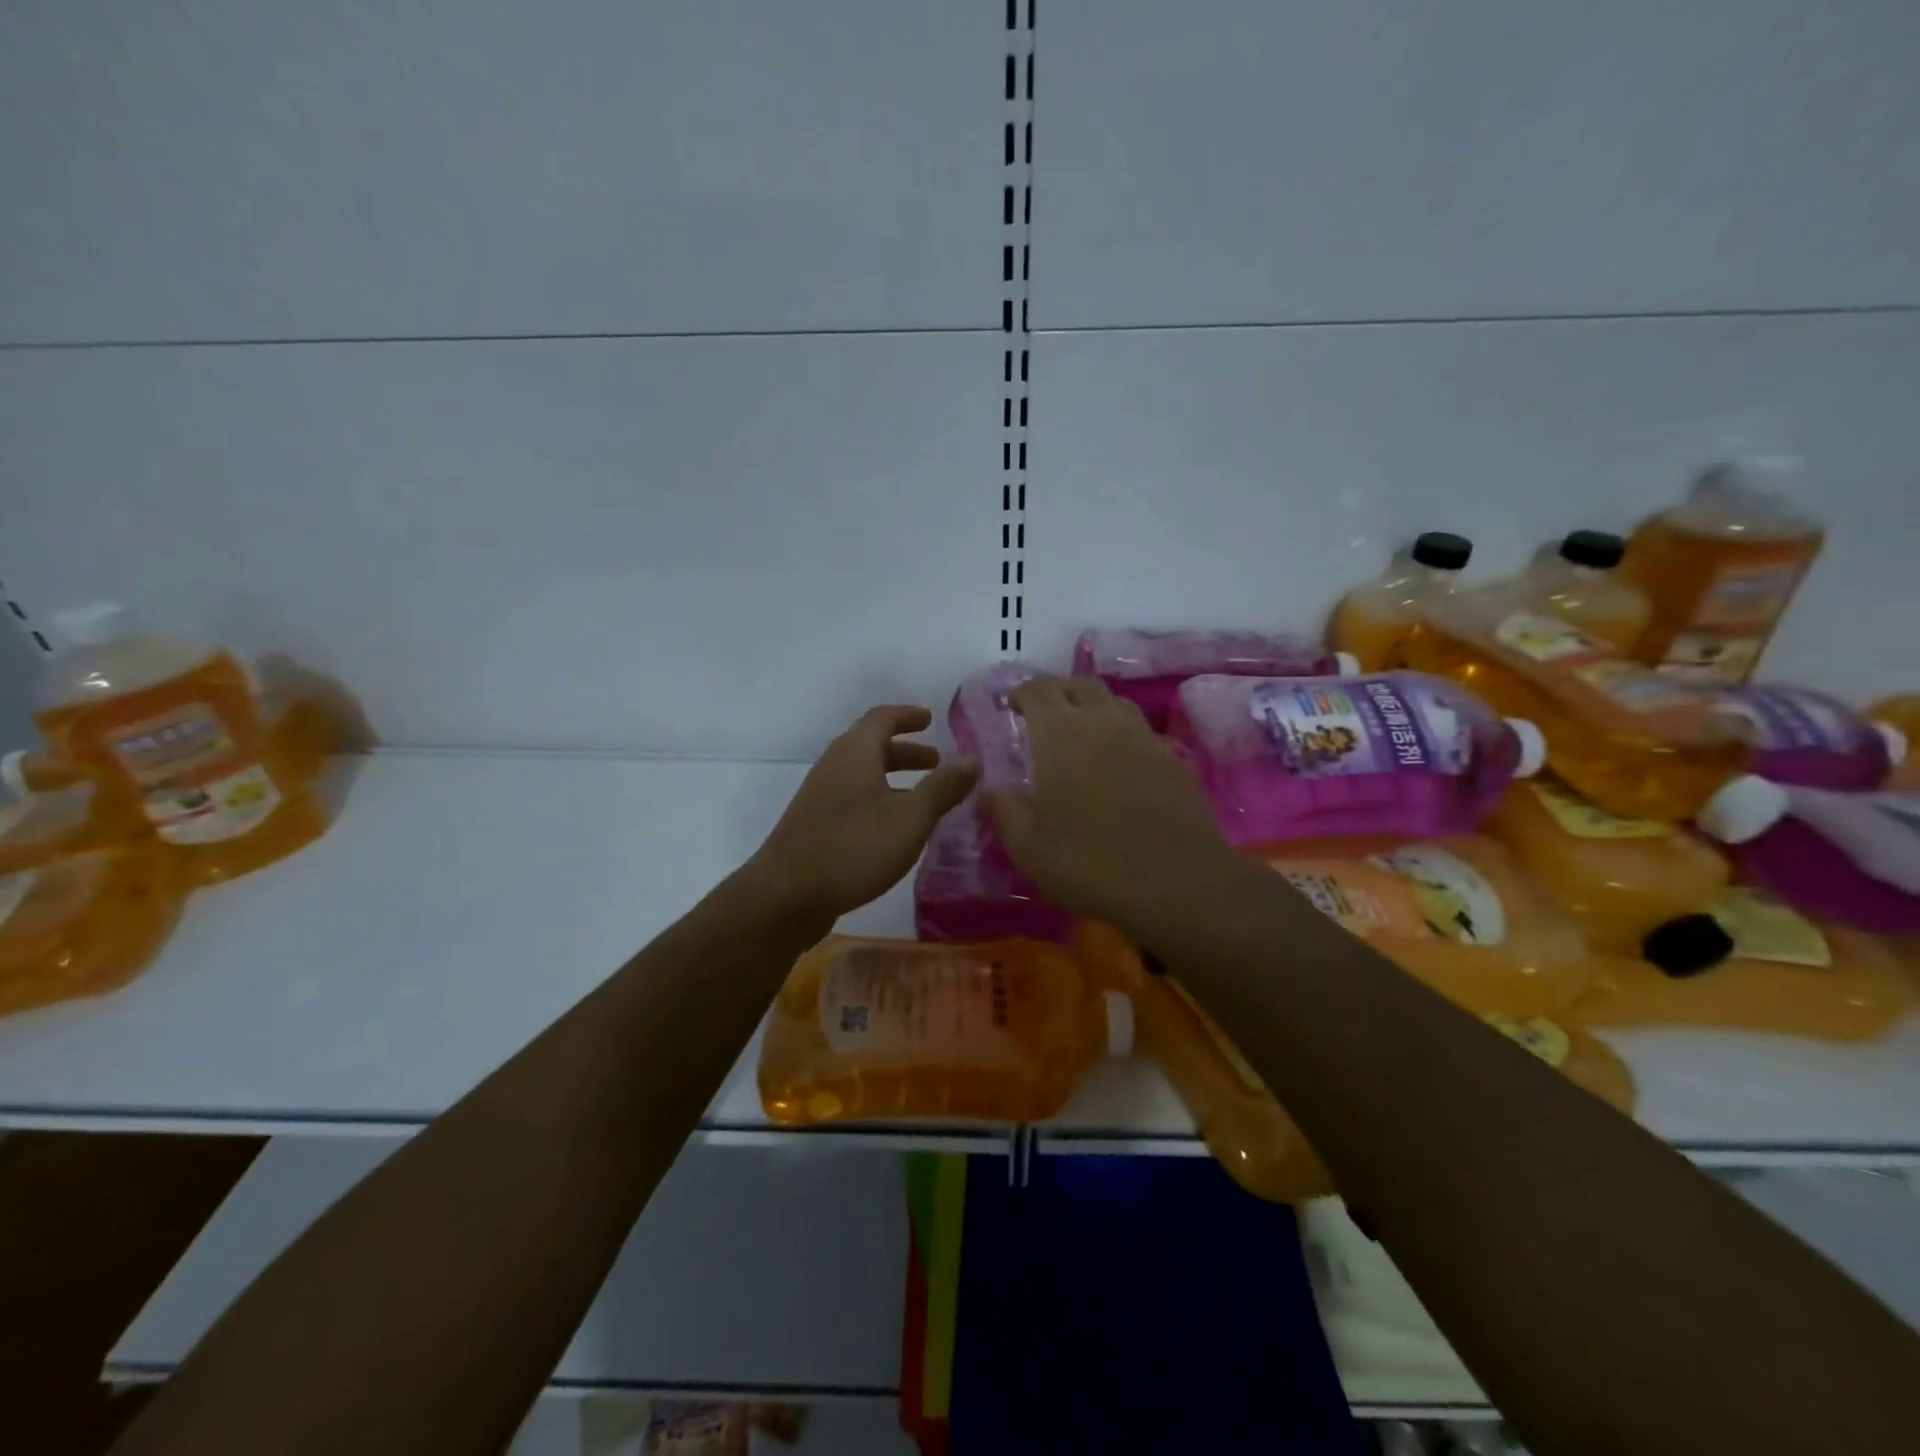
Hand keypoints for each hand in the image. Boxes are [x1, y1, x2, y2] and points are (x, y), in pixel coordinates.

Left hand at [746, 705, 976, 924]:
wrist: (785, 896)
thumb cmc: (853, 848)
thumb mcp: (910, 819)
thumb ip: (943, 788)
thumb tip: (972, 758)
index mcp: (855, 753)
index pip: (882, 718)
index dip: (908, 715)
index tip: (931, 719)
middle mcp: (834, 766)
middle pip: (871, 745)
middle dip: (905, 750)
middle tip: (935, 761)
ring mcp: (819, 796)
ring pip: (861, 774)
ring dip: (892, 777)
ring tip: (921, 797)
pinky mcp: (813, 824)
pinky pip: (852, 797)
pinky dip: (878, 798)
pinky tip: (893, 829)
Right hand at [984, 677, 1234, 933]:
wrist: (1176, 882)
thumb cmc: (1090, 862)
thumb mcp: (1028, 848)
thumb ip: (1003, 812)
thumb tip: (986, 790)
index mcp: (1061, 734)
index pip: (1038, 690)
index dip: (1021, 692)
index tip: (1011, 707)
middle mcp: (1103, 722)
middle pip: (1080, 685)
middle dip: (1058, 692)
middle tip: (1044, 717)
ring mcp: (1143, 737)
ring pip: (1115, 702)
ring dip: (1093, 708)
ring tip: (1082, 735)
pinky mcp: (1172, 759)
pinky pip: (1140, 731)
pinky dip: (1122, 735)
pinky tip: (1118, 764)